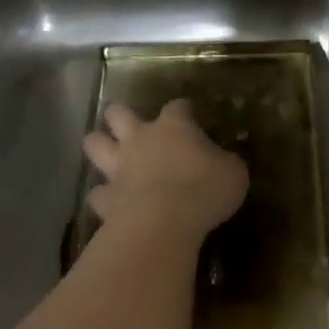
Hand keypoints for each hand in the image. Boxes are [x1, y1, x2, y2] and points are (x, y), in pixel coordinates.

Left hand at [83, 99, 247, 241]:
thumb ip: (225, 162)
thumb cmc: (205, 189)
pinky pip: (96, 193)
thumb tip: (224, 162)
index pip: (178, 106)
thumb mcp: (233, 173)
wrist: (164, 221)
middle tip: (131, 126)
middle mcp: (140, 139)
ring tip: (106, 153)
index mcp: (175, 127)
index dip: (184, 110)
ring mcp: (118, 167)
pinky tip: (109, 202)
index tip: (190, 115)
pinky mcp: (105, 198)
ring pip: (94, 144)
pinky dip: (102, 196)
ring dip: (99, 145)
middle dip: (121, 116)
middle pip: (119, 114)